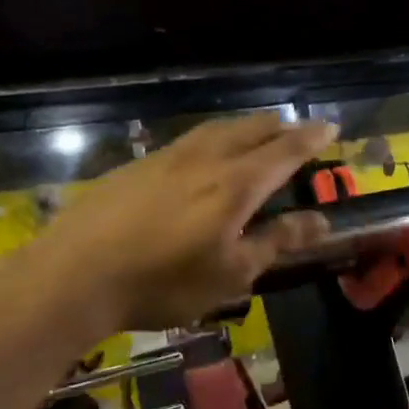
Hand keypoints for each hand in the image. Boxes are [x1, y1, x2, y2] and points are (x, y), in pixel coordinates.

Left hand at [38, 113, 337, 332]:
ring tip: (257, 133)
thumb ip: (275, 241)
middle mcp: (204, 159)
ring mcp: (165, 158)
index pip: (284, 151)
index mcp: (235, 184)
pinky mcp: (136, 166)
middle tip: (298, 130)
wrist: (76, 274)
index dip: (311, 138)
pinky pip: (188, 141)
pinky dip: (212, 138)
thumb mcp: (230, 273)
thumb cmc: (164, 283)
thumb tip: (319, 220)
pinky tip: (204, 154)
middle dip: (280, 127)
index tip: (331, 126)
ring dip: (245, 127)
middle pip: (250, 130)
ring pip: (216, 130)